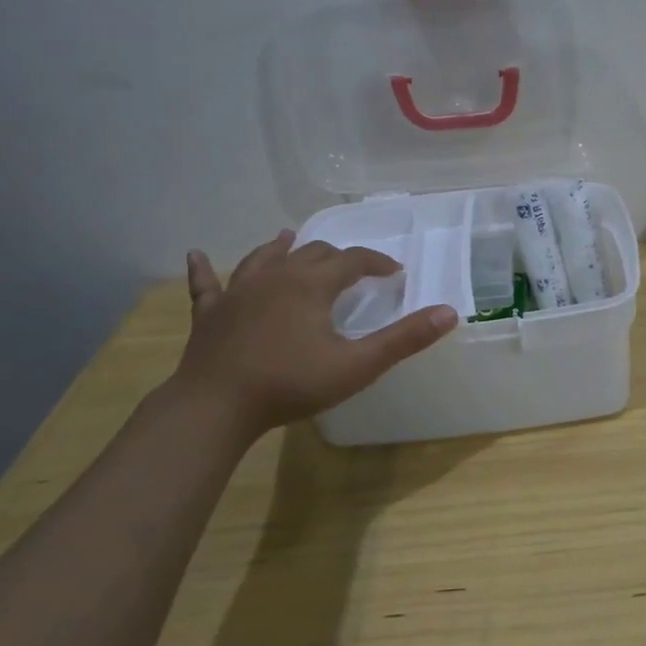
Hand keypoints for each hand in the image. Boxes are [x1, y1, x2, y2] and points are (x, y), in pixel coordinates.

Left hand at [173, 230, 457, 439]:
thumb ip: (404, 338)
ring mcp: (237, 292)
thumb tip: (449, 313)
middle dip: (338, 257)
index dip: (377, 262)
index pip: (353, 260)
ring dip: (281, 248)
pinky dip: (204, 270)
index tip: (394, 272)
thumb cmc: (291, 384)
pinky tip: (196, 255)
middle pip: (312, 253)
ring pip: (263, 258)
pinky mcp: (209, 314)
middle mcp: (276, 276)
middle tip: (354, 272)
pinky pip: (206, 284)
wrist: (215, 407)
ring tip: (290, 239)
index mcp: (312, 284)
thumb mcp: (357, 365)